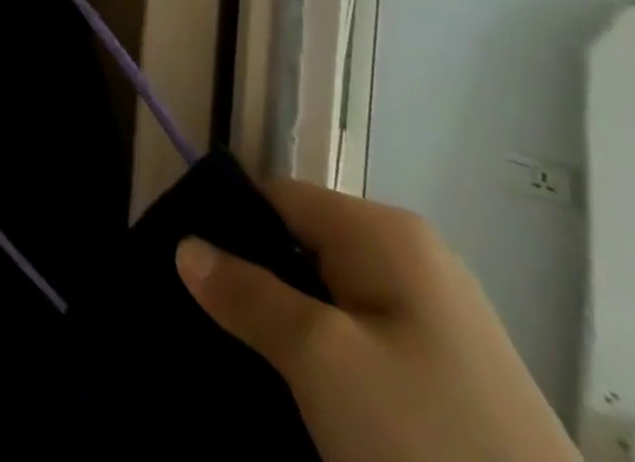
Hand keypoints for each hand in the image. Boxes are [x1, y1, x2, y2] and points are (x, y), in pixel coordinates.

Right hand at [177, 180, 578, 461]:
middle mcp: (413, 260)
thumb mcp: (321, 362)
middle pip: (302, 245)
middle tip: (208, 325)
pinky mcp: (450, 379)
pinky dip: (324, 360)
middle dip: (253, 281)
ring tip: (243, 363)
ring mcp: (437, 322)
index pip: (277, 196)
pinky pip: (362, 343)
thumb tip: (187, 247)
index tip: (184, 269)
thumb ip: (248, 294)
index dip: (227, 225)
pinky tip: (301, 398)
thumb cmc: (428, 442)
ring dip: (285, 326)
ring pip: (329, 299)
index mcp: (386, 232)